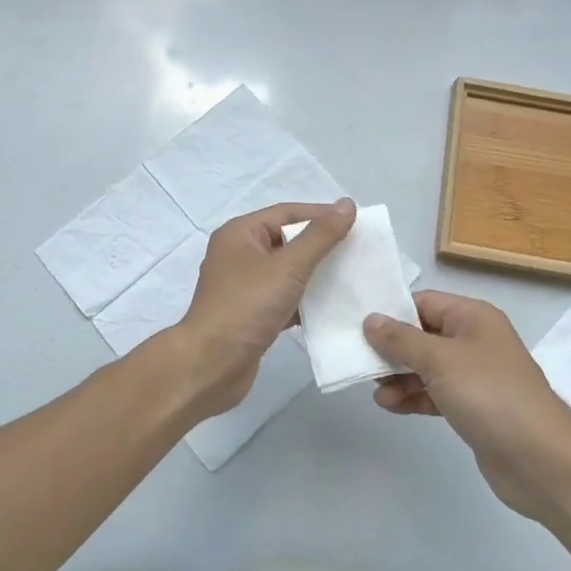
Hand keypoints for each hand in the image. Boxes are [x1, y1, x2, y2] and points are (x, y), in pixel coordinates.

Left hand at [172, 198, 356, 419]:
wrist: (211, 365)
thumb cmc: (246, 306)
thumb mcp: (288, 266)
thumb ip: (320, 236)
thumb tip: (347, 204)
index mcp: (240, 234)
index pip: (287, 213)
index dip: (321, 214)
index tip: (356, 222)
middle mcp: (238, 255)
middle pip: (287, 240)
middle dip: (321, 245)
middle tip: (359, 250)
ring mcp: (243, 287)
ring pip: (287, 272)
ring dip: (316, 274)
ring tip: (352, 277)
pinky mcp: (250, 315)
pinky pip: (283, 298)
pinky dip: (305, 300)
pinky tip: (332, 307)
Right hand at [363, 291, 570, 521]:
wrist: (541, 460)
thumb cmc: (490, 395)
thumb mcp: (440, 360)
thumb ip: (401, 340)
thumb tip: (370, 319)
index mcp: (472, 317)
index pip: (423, 302)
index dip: (391, 312)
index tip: (357, 325)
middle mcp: (474, 340)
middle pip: (422, 334)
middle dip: (391, 348)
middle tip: (360, 361)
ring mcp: (474, 376)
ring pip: (426, 367)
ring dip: (399, 377)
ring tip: (377, 392)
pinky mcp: (472, 407)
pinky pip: (434, 393)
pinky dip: (414, 397)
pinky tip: (391, 406)